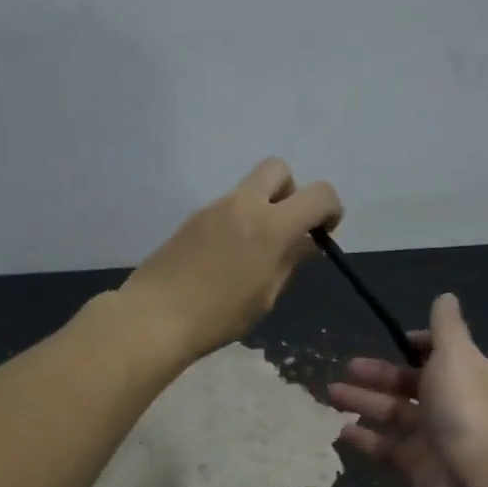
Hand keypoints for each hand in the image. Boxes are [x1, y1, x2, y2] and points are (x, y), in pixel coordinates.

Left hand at [121, 159, 341, 360]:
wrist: (156, 316)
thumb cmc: (219, 315)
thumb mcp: (266, 295)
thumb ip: (290, 262)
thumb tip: (307, 243)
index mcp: (270, 225)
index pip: (319, 194)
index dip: (331, 209)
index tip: (323, 234)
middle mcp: (243, 204)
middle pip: (278, 170)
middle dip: (292, 193)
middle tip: (286, 229)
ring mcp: (213, 208)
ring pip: (249, 189)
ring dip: (263, 208)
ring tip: (254, 254)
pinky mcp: (192, 219)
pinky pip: (227, 207)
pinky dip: (238, 221)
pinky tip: (226, 259)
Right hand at [328, 293, 487, 486]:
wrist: (474, 475)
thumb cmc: (463, 406)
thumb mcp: (456, 354)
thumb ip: (446, 326)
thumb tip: (446, 296)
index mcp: (465, 374)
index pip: (439, 354)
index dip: (415, 346)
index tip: (392, 340)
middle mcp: (449, 403)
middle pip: (408, 383)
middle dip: (377, 374)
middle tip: (346, 368)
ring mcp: (431, 436)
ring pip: (392, 413)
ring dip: (363, 402)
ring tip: (331, 394)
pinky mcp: (414, 464)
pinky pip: (384, 447)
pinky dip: (363, 438)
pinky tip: (339, 430)